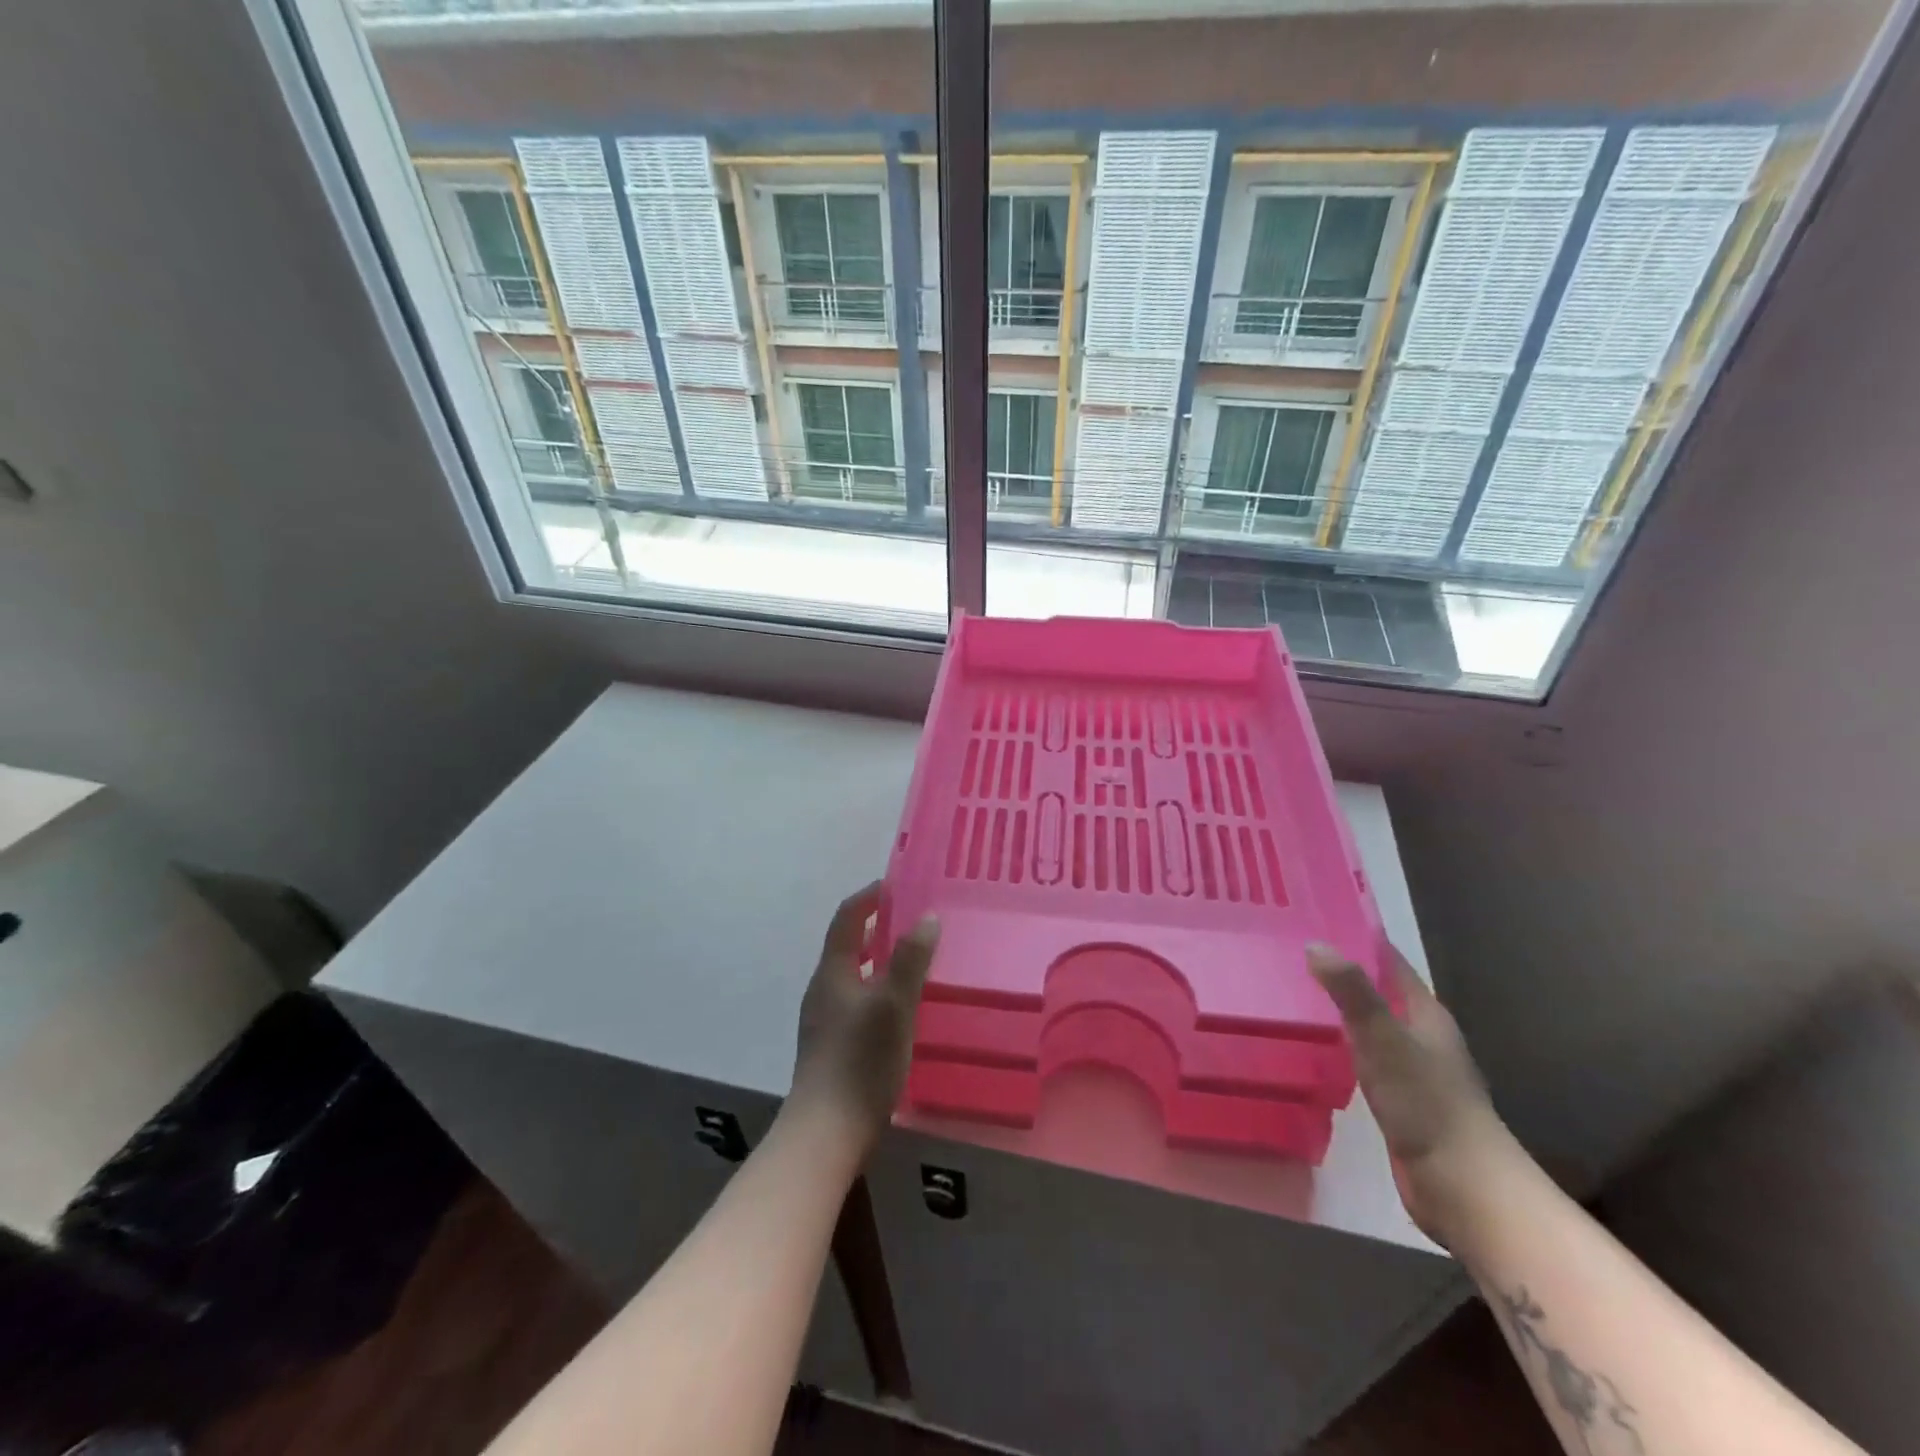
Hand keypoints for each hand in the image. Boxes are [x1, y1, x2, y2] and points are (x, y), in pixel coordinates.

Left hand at [790, 882, 939, 1154]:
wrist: (826, 1133)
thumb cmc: (861, 1061)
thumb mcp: (894, 1005)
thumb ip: (911, 960)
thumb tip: (927, 917)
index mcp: (832, 972)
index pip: (847, 917)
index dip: (869, 896)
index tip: (897, 885)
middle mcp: (823, 989)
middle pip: (848, 945)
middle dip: (878, 928)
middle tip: (914, 921)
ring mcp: (824, 1020)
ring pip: (853, 975)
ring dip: (879, 960)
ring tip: (914, 962)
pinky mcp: (832, 1047)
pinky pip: (857, 1001)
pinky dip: (878, 989)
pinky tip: (902, 1009)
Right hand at [1308, 942, 1521, 1248]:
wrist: (1463, 1187)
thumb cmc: (1427, 1104)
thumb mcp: (1384, 1040)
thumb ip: (1352, 992)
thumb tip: (1316, 944)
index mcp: (1425, 1014)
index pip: (1389, 961)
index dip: (1358, 937)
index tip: (1316, 918)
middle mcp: (1422, 1035)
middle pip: (1378, 991)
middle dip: (1342, 971)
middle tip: (1291, 953)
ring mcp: (1413, 1069)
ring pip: (1370, 1025)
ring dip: (1340, 1009)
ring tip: (1293, 992)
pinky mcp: (1400, 1100)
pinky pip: (1365, 1057)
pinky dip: (1341, 1043)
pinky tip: (1315, 1046)